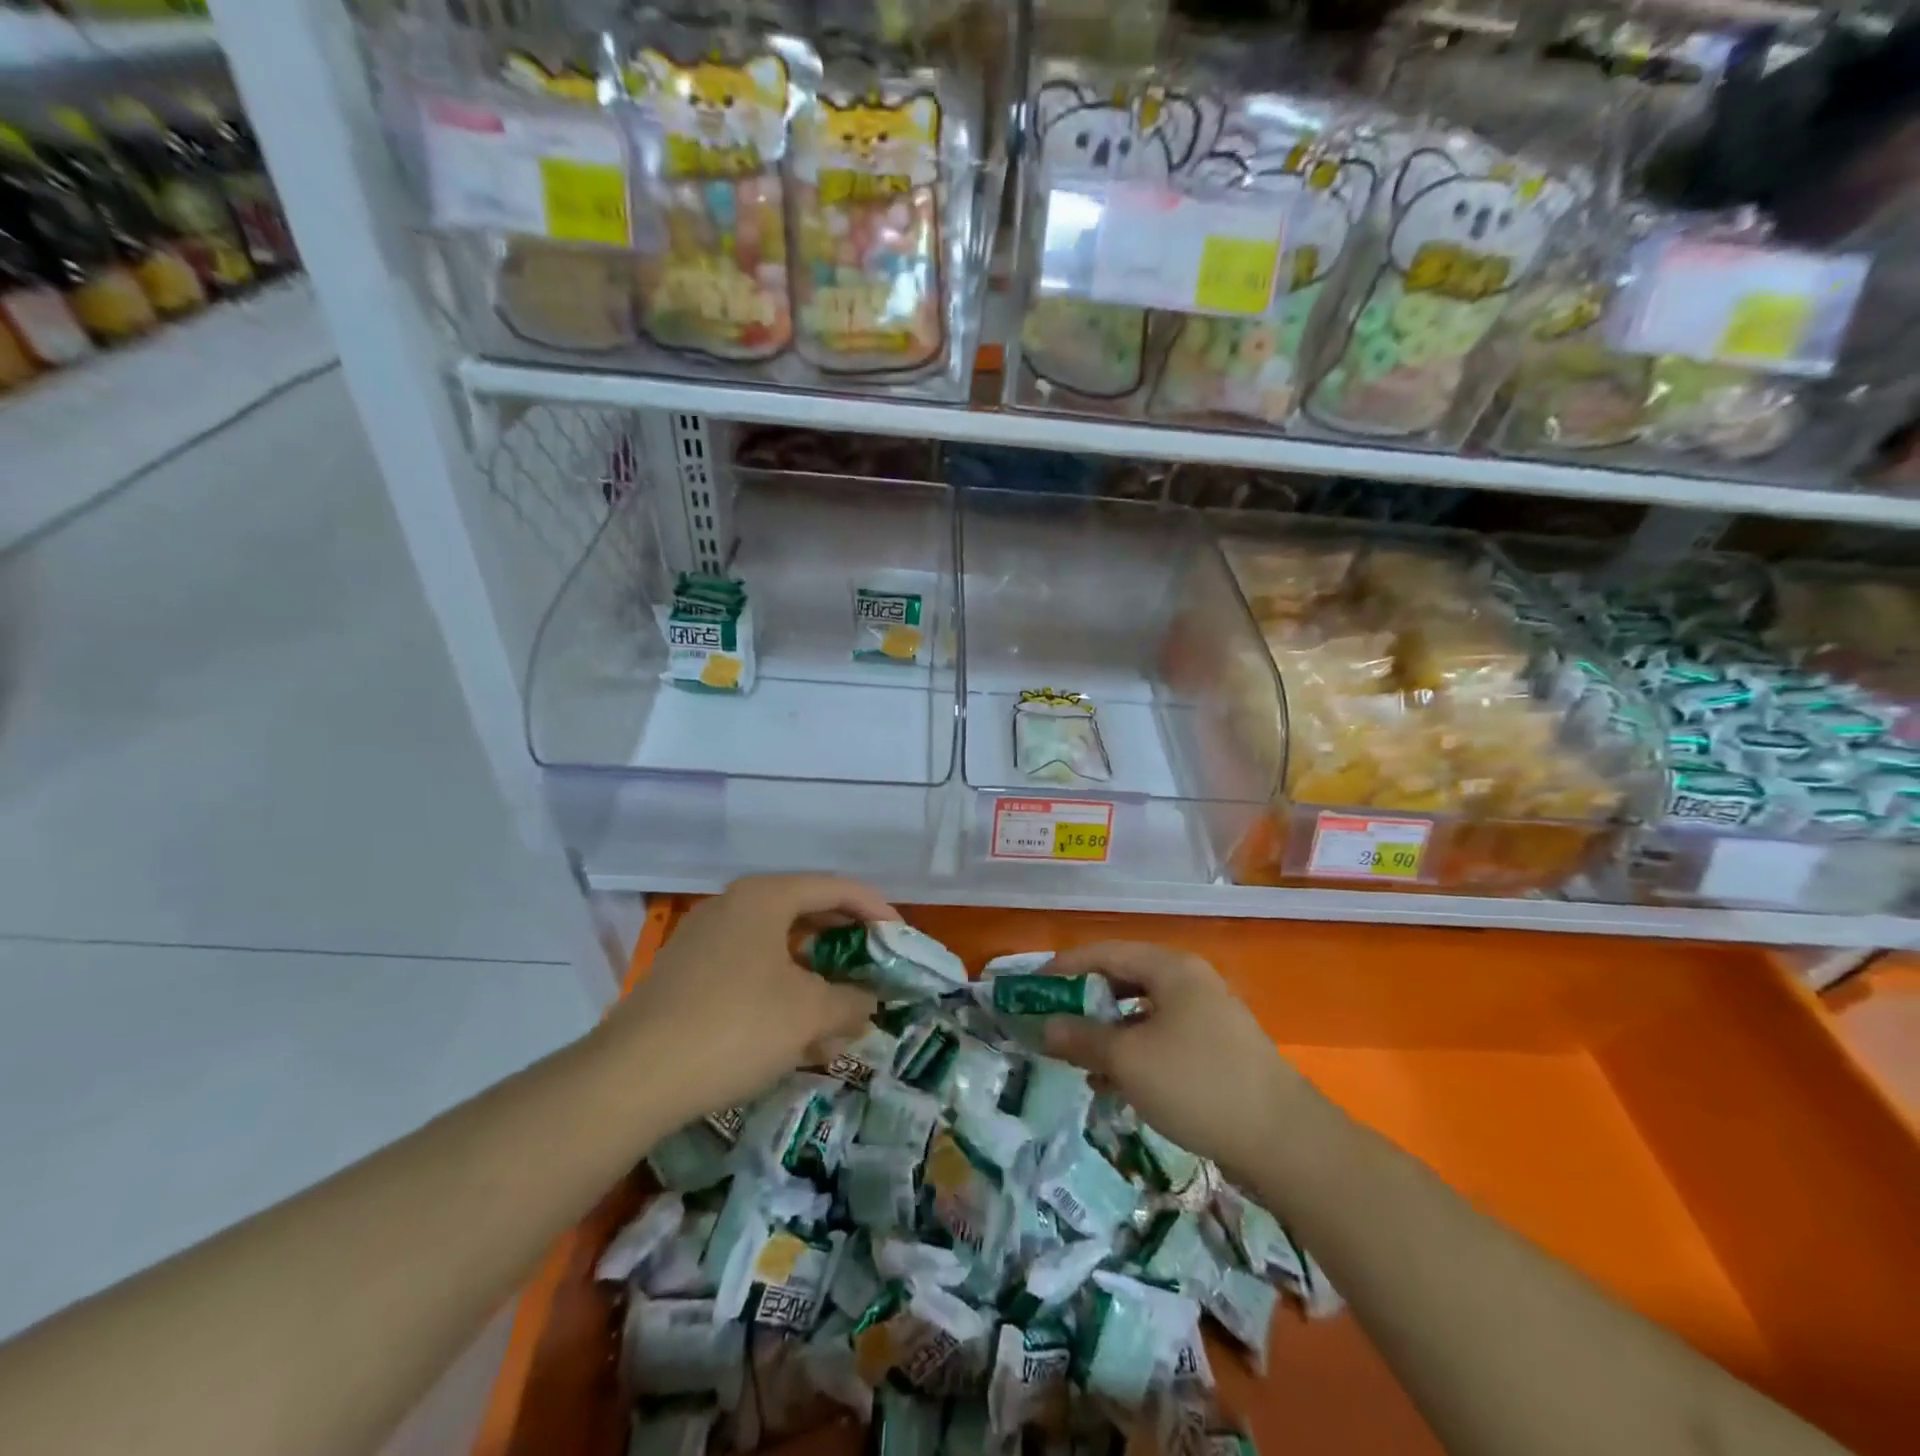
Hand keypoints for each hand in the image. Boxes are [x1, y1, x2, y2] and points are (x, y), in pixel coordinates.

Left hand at [606, 874, 894, 1124]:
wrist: (632, 1078)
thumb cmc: (735, 1026)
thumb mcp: (809, 1014)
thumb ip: (851, 1001)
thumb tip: (867, 1003)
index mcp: (765, 897)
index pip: (836, 888)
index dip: (876, 910)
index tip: (901, 940)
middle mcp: (733, 907)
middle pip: (806, 915)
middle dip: (845, 948)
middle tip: (875, 972)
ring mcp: (705, 941)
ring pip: (777, 950)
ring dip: (815, 980)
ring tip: (841, 1018)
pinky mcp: (687, 977)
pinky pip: (750, 973)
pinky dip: (782, 995)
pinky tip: (797, 1038)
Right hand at [1042, 941, 1307, 1183]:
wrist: (1284, 1141)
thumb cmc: (1197, 1084)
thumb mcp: (1128, 1060)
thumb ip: (1082, 1037)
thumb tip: (1044, 1025)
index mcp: (1170, 968)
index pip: (1105, 952)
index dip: (1064, 967)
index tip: (1031, 987)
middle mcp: (1189, 982)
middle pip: (1124, 979)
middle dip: (1084, 1001)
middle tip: (1051, 1021)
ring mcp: (1207, 1016)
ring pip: (1142, 1013)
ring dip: (1107, 1032)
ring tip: (1076, 1058)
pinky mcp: (1216, 1051)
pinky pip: (1161, 1039)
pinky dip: (1133, 1053)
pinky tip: (1113, 1084)